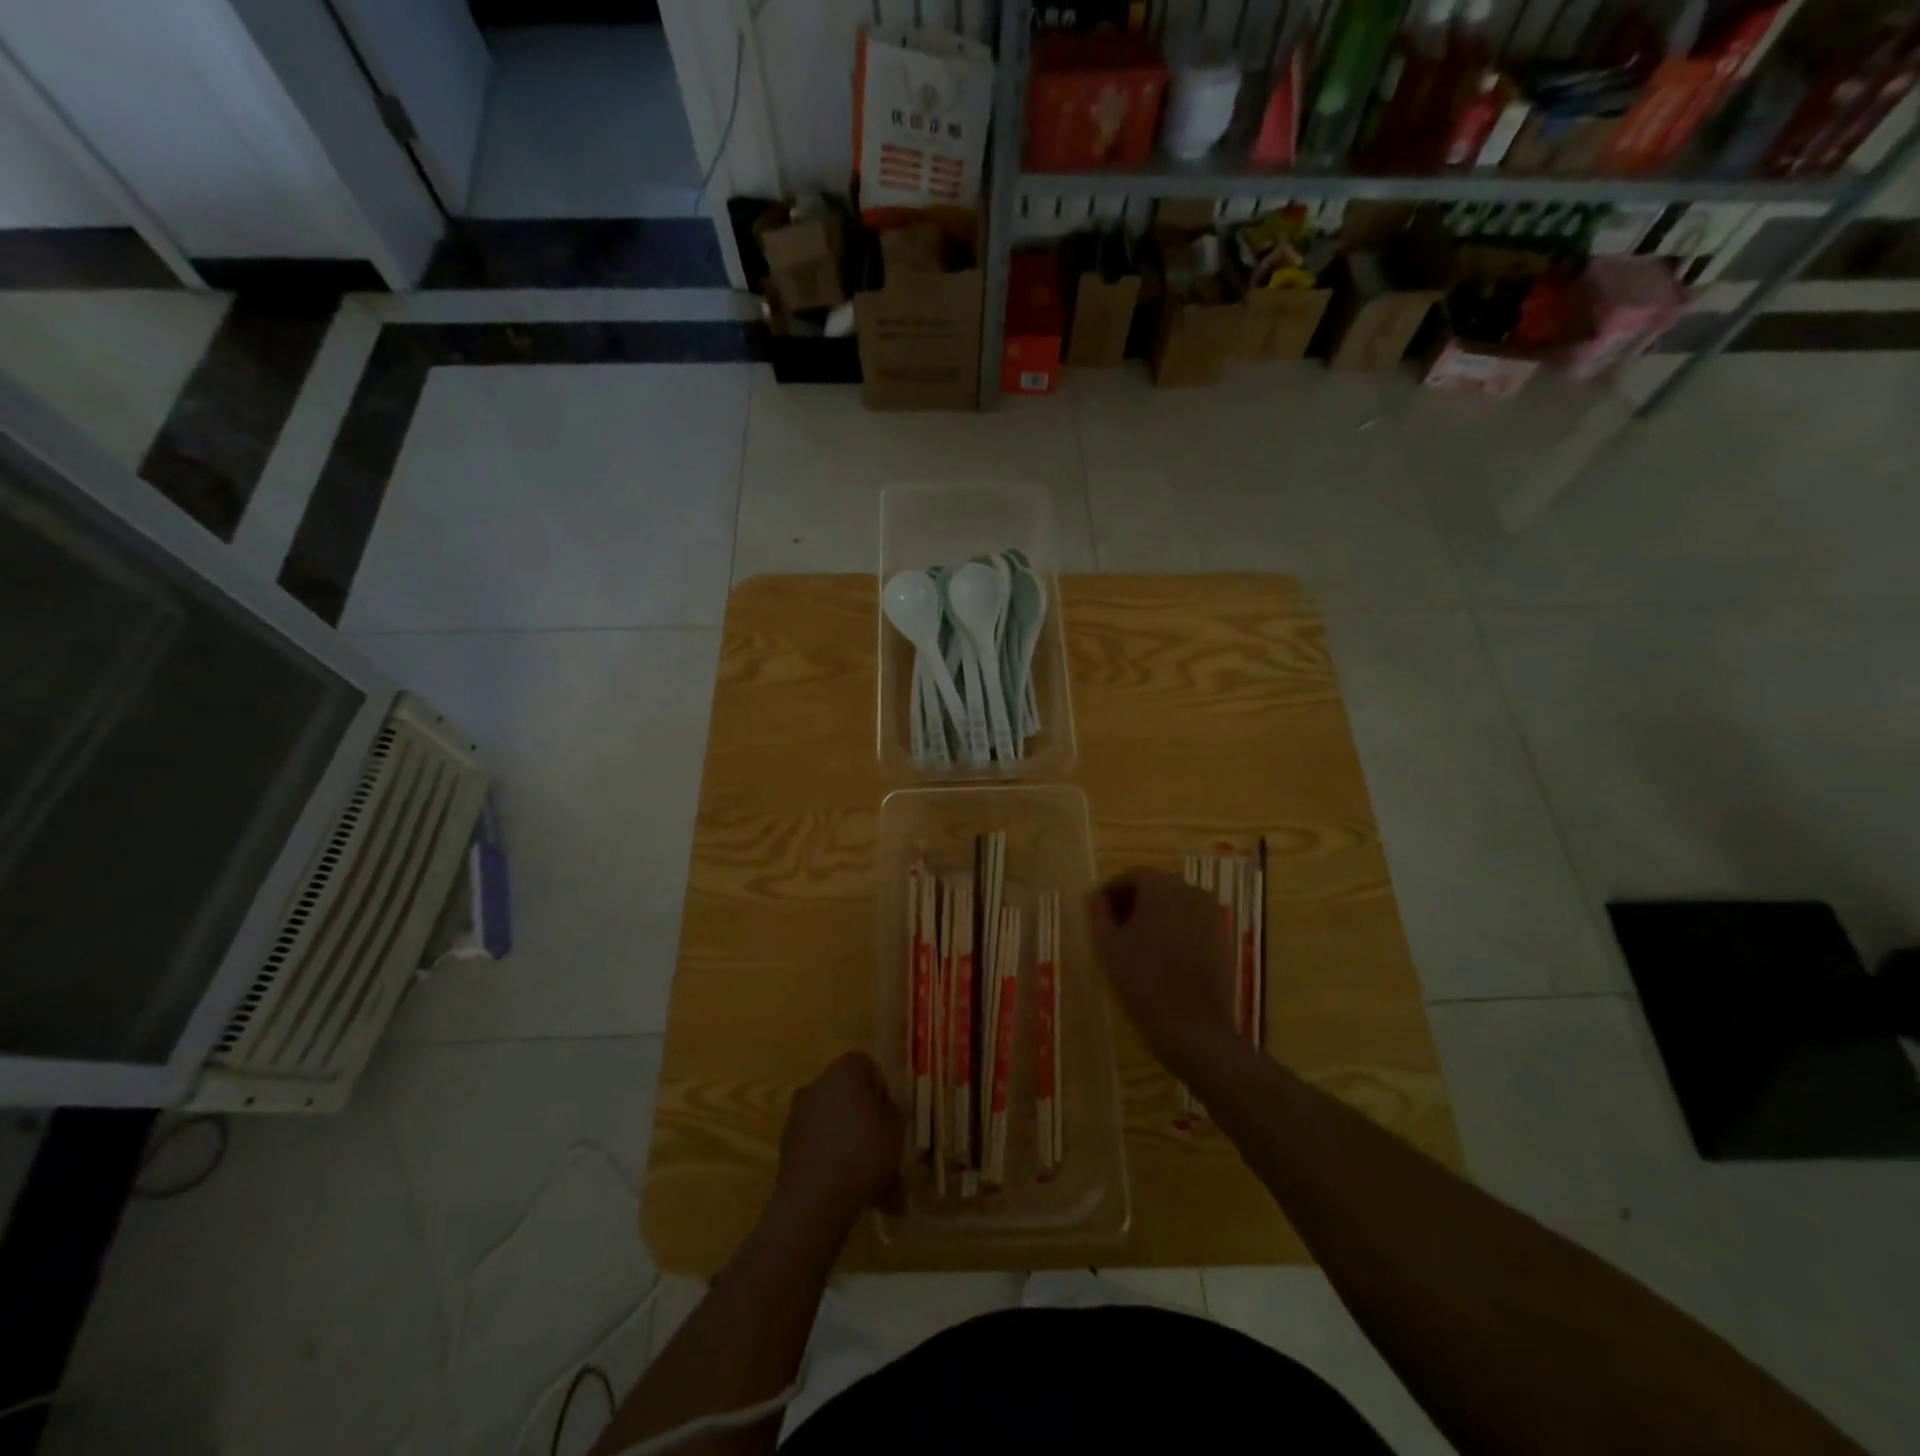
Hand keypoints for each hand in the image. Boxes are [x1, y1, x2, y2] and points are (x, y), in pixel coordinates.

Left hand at [771, 1052, 903, 1230]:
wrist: (815, 1201)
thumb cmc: (862, 1154)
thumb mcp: (895, 1130)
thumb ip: (894, 1111)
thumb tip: (886, 1107)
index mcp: (843, 1072)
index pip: (865, 1063)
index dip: (880, 1087)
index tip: (888, 1114)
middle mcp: (816, 1085)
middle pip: (846, 1093)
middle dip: (864, 1116)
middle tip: (880, 1144)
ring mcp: (797, 1115)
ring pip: (833, 1122)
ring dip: (849, 1140)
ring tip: (869, 1177)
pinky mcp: (787, 1144)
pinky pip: (818, 1143)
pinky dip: (832, 1157)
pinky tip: (847, 1187)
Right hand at [1086, 868, 1237, 1077]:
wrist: (1193, 1027)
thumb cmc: (1144, 981)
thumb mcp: (1108, 946)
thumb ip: (1098, 913)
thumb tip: (1094, 895)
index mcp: (1162, 887)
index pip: (1132, 875)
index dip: (1111, 891)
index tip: (1097, 913)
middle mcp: (1191, 891)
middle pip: (1155, 886)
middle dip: (1132, 901)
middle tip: (1113, 928)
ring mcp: (1211, 914)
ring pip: (1174, 903)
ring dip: (1153, 915)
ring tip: (1134, 943)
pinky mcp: (1222, 937)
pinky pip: (1191, 921)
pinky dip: (1173, 928)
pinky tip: (1160, 955)